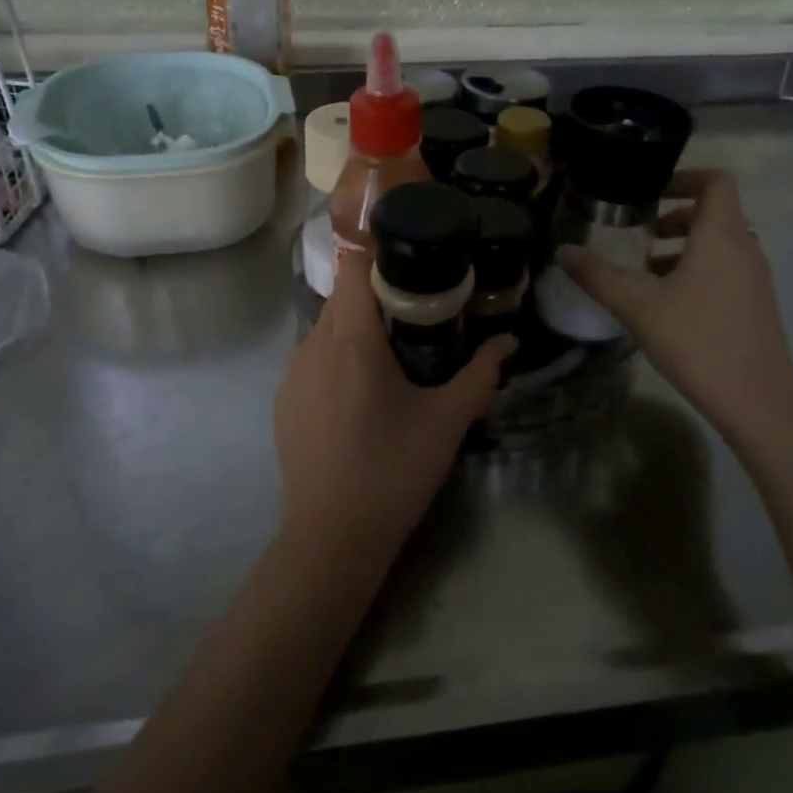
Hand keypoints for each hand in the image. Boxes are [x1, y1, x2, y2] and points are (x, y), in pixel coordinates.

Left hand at [274, 252, 513, 560]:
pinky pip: (311, 360)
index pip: (353, 269)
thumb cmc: (394, 470)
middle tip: (414, 311)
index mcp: (352, 341)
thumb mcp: (447, 421)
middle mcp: (314, 346)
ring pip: (324, 328)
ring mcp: (292, 375)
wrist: (332, 536)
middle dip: (374, 294)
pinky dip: (334, 358)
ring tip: (389, 352)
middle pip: (341, 297)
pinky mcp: (283, 401)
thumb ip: (481, 375)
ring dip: (353, 328)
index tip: (409, 264)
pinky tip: (358, 394)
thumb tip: (509, 342)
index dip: (377, 256)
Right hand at [557, 170, 792, 446]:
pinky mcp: (755, 306)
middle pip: (715, 213)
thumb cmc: (697, 340)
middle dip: (676, 216)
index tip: (650, 193)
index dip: (684, 178)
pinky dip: (697, 270)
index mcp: (721, 236)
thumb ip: (597, 275)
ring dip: (684, 246)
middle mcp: (744, 249)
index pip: (716, 182)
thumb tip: (563, 251)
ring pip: (720, 244)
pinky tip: (667, 304)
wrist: (758, 401)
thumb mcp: (637, 305)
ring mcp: (754, 279)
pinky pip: (725, 270)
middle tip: (641, 233)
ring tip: (646, 271)